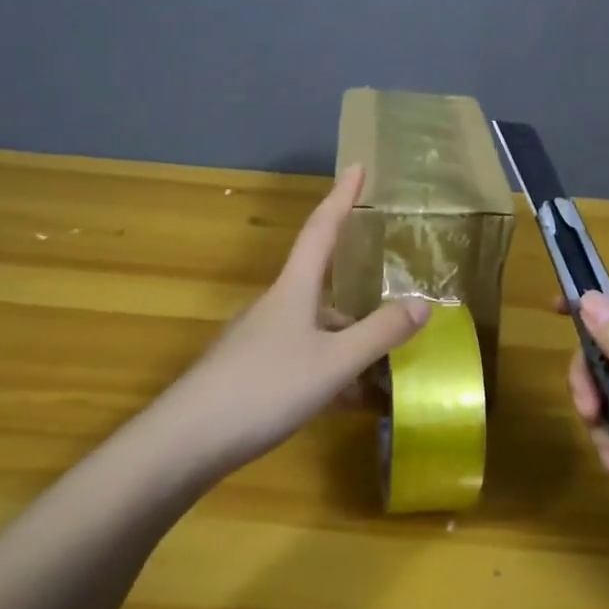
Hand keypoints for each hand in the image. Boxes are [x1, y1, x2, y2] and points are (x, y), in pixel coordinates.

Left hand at [150, 165, 430, 475]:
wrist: (185, 442)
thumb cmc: (265, 389)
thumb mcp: (333, 363)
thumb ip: (379, 333)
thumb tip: (422, 304)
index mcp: (293, 290)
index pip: (322, 229)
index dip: (342, 197)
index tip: (357, 166)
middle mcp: (274, 306)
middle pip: (323, 290)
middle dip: (359, 306)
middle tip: (392, 324)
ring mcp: (256, 340)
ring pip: (314, 331)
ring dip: (345, 346)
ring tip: (377, 377)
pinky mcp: (246, 372)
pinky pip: (298, 359)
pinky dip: (326, 371)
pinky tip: (340, 403)